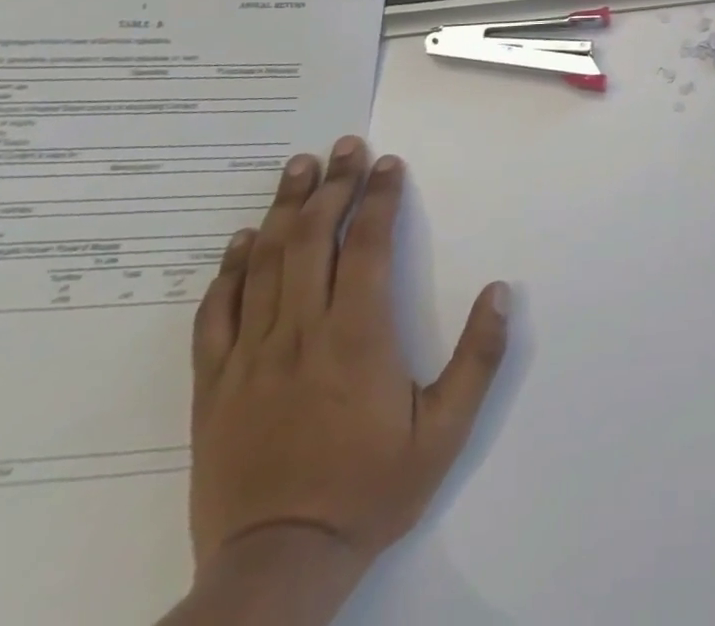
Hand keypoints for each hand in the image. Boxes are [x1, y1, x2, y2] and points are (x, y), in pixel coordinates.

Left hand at [188, 136, 509, 586]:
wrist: (276, 567)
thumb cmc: (369, 491)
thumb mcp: (444, 433)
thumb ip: (477, 359)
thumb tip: (500, 291)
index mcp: (357, 338)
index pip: (369, 246)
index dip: (380, 199)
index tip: (388, 164)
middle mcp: (301, 333)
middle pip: (313, 239)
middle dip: (331, 185)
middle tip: (344, 146)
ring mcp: (251, 357)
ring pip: (264, 263)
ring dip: (283, 209)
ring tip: (297, 167)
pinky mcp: (214, 385)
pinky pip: (216, 313)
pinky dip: (228, 269)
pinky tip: (242, 239)